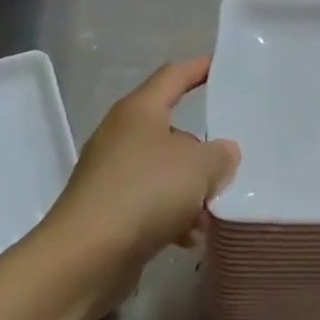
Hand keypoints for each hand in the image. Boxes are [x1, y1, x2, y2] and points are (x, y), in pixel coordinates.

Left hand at [44, 57, 239, 311]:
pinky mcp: (109, 210)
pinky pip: (151, 204)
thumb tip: (222, 153)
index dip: (199, 68)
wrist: (87, 255)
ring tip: (211, 212)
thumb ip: (220, 154)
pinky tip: (189, 238)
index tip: (223, 64)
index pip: (173, 76)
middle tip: (232, 163)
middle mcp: (122, 136)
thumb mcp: (199, 167)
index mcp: (139, 111)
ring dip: (190, 191)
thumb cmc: (146, 193)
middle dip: (203, 150)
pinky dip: (172, 217)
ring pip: (164, 172)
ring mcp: (112, 174)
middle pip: (172, 130)